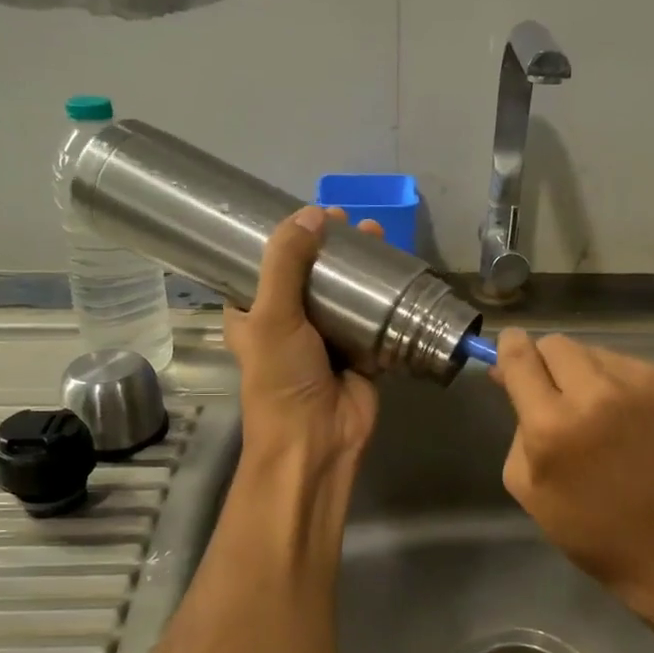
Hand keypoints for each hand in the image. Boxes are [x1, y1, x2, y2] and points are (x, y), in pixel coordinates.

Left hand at [224, 207, 381, 468]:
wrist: (317, 440)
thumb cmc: (281, 378)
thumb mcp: (272, 315)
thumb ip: (286, 262)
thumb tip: (312, 213)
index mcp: (254, 316)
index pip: (263, 268)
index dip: (284, 240)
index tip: (308, 214)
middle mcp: (289, 325)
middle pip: (312, 277)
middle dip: (331, 250)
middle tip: (350, 222)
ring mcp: (328, 340)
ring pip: (346, 296)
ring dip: (361, 271)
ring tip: (378, 237)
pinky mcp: (361, 355)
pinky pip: (375, 321)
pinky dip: (386, 301)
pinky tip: (400, 274)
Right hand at [491, 328, 653, 620]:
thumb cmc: (589, 526)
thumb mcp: (527, 484)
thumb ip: (516, 424)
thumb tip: (512, 377)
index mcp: (552, 424)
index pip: (520, 356)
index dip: (510, 347)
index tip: (510, 349)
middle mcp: (598, 393)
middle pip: (557, 344)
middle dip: (548, 363)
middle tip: (556, 392)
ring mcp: (644, 385)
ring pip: (598, 352)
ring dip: (589, 374)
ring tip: (602, 413)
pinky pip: (634, 367)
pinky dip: (624, 385)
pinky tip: (633, 420)